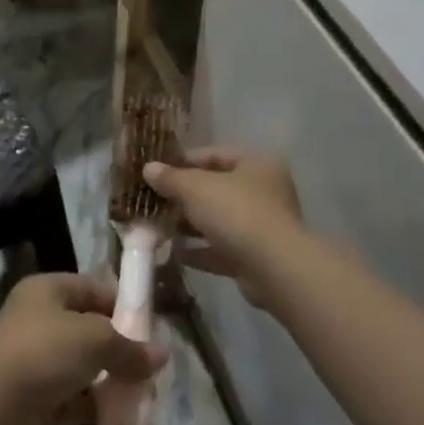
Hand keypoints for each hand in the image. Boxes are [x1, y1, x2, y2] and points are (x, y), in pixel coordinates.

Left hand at [0, 273, 165, 424]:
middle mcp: (38, 317)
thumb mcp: (94, 341)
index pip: (93, 288)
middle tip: (148, 370)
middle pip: (88, 329)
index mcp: (49, 289)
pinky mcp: (30, 396)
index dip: (123, 305)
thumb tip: (163, 355)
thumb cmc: (44, 352)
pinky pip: (69, 397)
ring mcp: (32, 357)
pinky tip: (115, 422)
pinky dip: (90, 407)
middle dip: (118, 350)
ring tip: (138, 399)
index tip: (151, 330)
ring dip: (106, 382)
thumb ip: (129, 348)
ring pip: (80, 366)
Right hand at [144, 148, 305, 311]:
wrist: (275, 269)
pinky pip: (222, 248)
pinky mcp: (256, 258)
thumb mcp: (197, 188)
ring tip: (158, 227)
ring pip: (219, 220)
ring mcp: (262, 226)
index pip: (215, 155)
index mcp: (256, 164)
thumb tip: (148, 168)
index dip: (184, 160)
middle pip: (217, 188)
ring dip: (190, 224)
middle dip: (185, 196)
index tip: (157, 170)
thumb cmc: (237, 213)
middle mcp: (264, 191)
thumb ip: (171, 178)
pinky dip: (200, 250)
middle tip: (154, 200)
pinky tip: (174, 253)